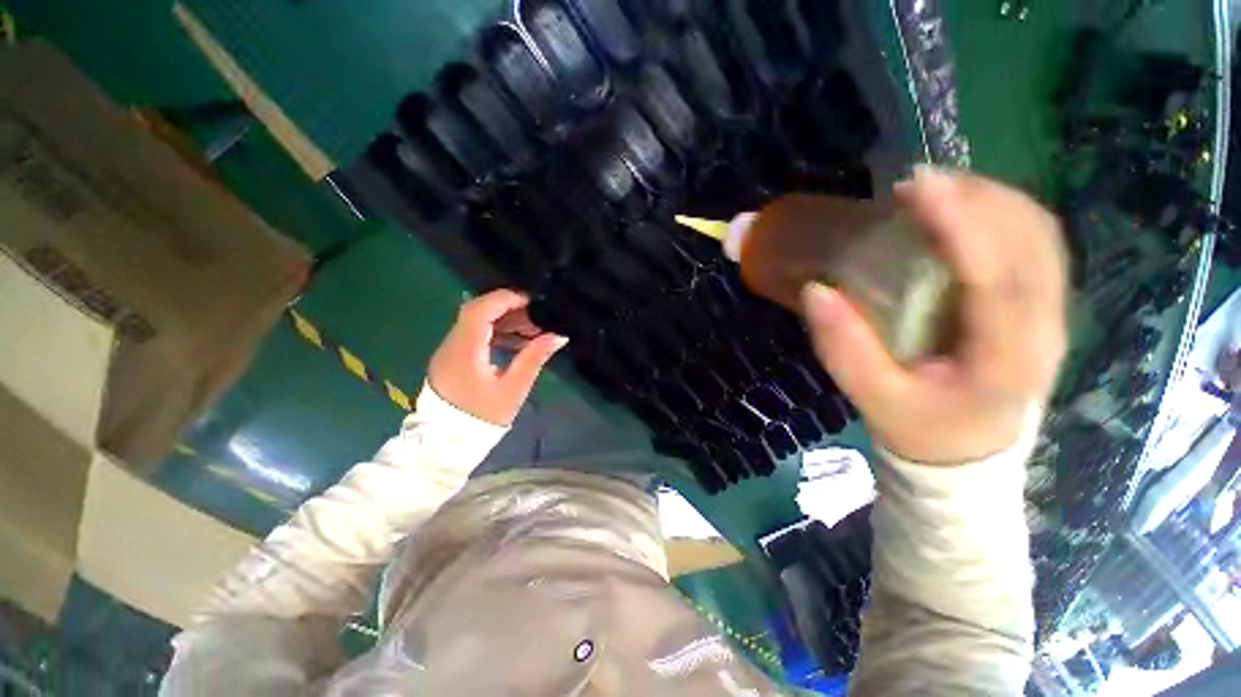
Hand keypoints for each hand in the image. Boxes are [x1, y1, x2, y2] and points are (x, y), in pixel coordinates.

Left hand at [428, 290, 567, 425]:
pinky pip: (474, 335)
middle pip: (476, 311)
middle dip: (508, 308)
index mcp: (465, 350)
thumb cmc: (483, 417)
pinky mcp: (452, 358)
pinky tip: (516, 343)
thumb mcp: (513, 388)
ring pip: (475, 322)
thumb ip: (534, 358)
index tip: (531, 301)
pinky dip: (495, 333)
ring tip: (531, 331)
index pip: (480, 310)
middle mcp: (452, 344)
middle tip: (535, 316)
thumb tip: (558, 336)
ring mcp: (449, 350)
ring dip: (503, 321)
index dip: (505, 299)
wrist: (447, 443)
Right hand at [802, 167, 1067, 464]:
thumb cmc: (921, 427)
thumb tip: (816, 290)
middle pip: (1031, 241)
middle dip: (977, 199)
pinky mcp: (1044, 304)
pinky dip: (1003, 213)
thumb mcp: (873, 397)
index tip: (916, 189)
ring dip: (991, 199)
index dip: (961, 224)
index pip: (996, 277)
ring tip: (937, 191)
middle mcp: (1045, 326)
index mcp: (1005, 357)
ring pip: (1040, 234)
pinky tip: (965, 210)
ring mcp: (1053, 311)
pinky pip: (1037, 242)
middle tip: (916, 186)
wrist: (969, 452)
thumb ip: (844, 348)